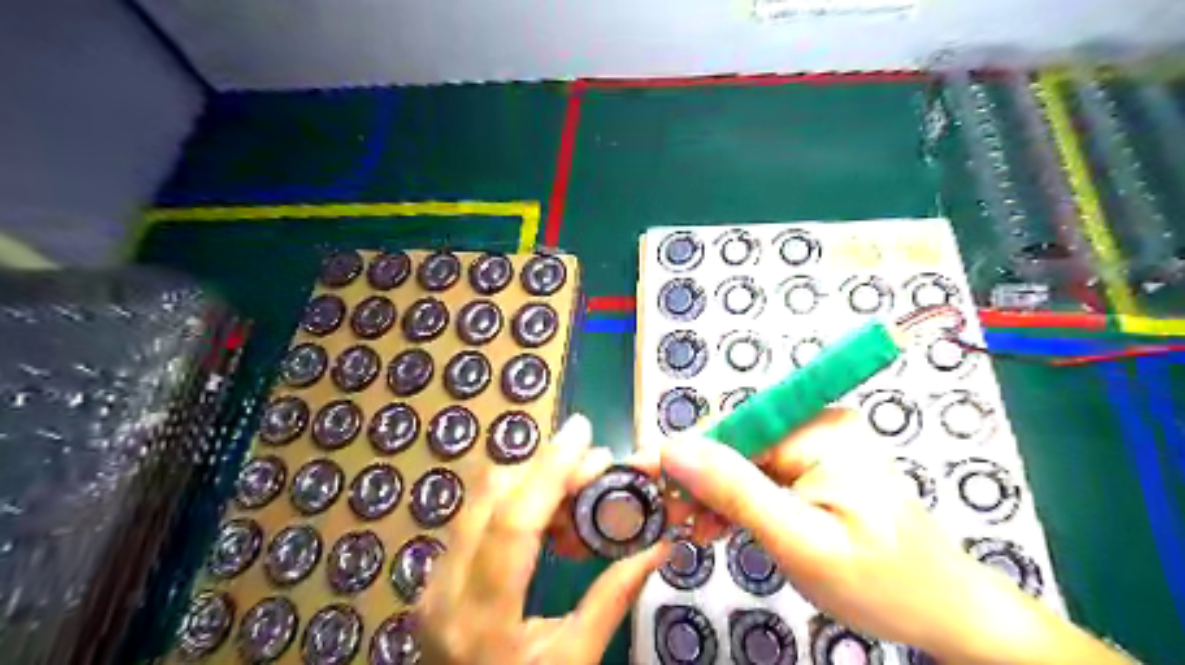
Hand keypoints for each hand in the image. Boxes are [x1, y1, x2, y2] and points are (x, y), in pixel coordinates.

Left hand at [419, 415, 671, 664]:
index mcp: (483, 618)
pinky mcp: (435, 577)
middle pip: (490, 495)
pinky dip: (516, 502)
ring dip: (531, 481)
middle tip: (594, 467)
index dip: (550, 469)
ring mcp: (433, 581)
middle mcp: (446, 589)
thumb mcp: (574, 661)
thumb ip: (613, 598)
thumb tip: (658, 546)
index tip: (581, 432)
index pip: (514, 522)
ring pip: (480, 499)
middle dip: (545, 467)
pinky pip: (475, 517)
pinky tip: (550, 519)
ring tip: (578, 495)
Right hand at [664, 408, 1132, 661]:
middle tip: (673, 522)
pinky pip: (762, 472)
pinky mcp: (816, 462)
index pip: (733, 429)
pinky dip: (738, 499)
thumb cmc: (881, 583)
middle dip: (700, 481)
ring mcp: (818, 441)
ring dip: (715, 494)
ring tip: (695, 530)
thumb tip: (673, 449)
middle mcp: (817, 422)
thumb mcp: (800, 542)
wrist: (945, 611)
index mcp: (820, 430)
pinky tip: (721, 525)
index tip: (646, 485)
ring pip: (743, 459)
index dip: (686, 457)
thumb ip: (734, 491)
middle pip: (736, 442)